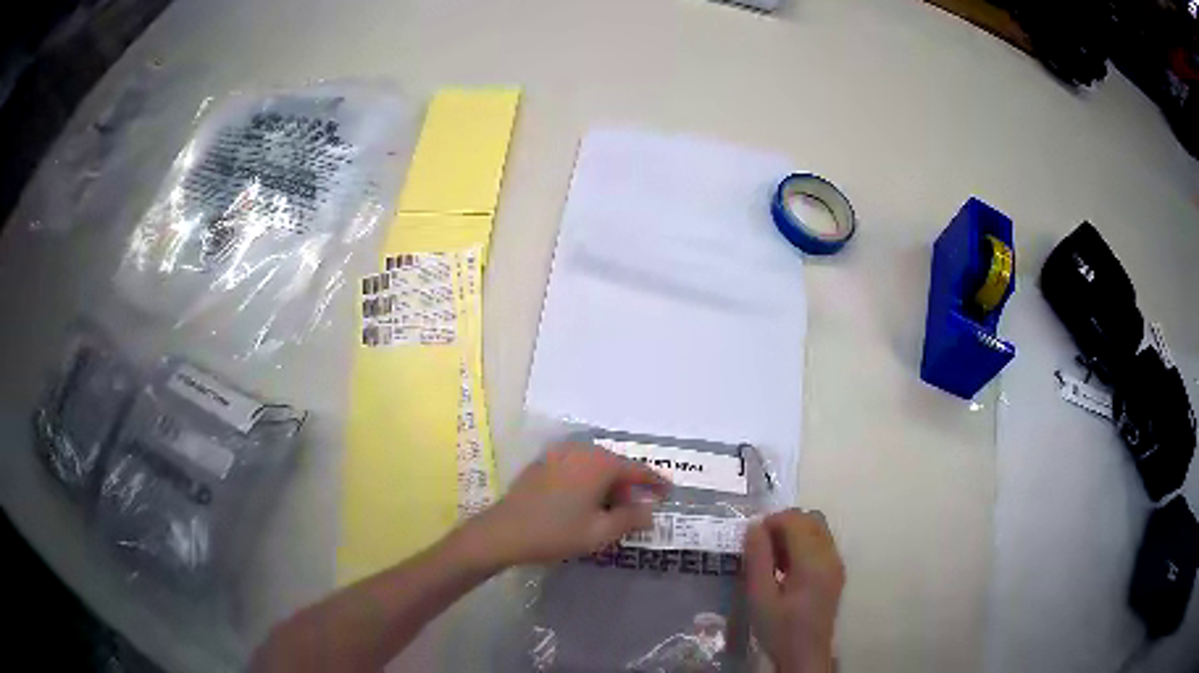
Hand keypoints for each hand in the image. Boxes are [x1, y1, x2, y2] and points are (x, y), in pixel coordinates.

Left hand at [461, 442, 668, 567]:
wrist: (504, 532)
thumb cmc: (556, 532)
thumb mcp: (600, 532)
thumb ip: (630, 519)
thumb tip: (649, 510)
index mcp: (599, 463)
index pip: (637, 469)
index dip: (655, 482)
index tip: (669, 492)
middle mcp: (581, 450)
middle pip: (615, 465)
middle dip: (629, 486)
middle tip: (639, 508)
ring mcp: (558, 454)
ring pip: (595, 466)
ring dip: (608, 484)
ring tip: (613, 508)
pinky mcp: (542, 463)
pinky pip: (576, 468)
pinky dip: (588, 482)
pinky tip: (586, 502)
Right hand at [744, 509, 844, 672]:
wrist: (805, 655)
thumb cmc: (778, 629)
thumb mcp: (759, 597)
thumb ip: (757, 559)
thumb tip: (754, 525)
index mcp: (812, 562)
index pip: (795, 520)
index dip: (772, 521)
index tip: (751, 538)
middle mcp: (830, 556)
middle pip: (810, 518)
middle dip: (783, 523)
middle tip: (760, 546)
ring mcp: (836, 563)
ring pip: (818, 528)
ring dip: (794, 532)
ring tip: (772, 557)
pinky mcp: (836, 571)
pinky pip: (822, 542)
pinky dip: (803, 543)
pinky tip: (786, 567)